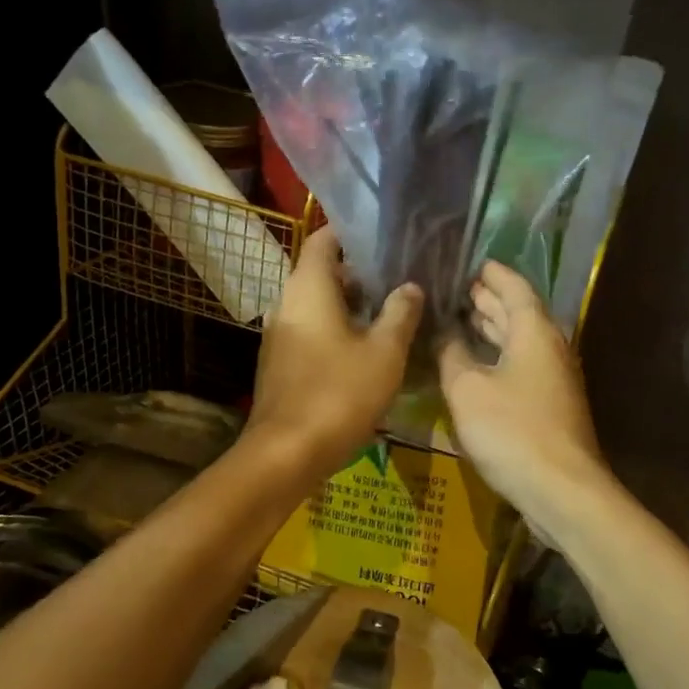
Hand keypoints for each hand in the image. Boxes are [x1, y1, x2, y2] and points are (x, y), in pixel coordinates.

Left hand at [246, 226, 423, 482]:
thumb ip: (400, 313)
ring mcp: (278, 334)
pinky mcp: (278, 362)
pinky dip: (334, 329)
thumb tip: (410, 287)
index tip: (383, 240)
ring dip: (348, 305)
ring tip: (387, 314)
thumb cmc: (339, 393)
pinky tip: (363, 349)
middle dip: (358, 274)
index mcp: (308, 288)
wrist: (287, 452)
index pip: (323, 240)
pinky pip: (309, 330)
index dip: (351, 235)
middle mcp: (286, 302)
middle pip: (321, 272)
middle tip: (397, 281)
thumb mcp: (384, 352)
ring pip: (316, 304)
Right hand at [438, 262, 606, 526]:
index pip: (515, 288)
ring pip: (521, 342)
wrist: (561, 489)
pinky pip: (522, 366)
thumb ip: (451, 355)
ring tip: (463, 319)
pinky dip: (499, 356)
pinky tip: (476, 365)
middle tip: (458, 290)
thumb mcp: (467, 389)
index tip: (472, 263)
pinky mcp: (550, 406)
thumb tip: (445, 334)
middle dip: (490, 300)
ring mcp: (554, 379)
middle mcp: (550, 348)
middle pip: (520, 314)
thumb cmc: (512, 430)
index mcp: (535, 332)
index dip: (493, 274)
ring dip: (494, 329)